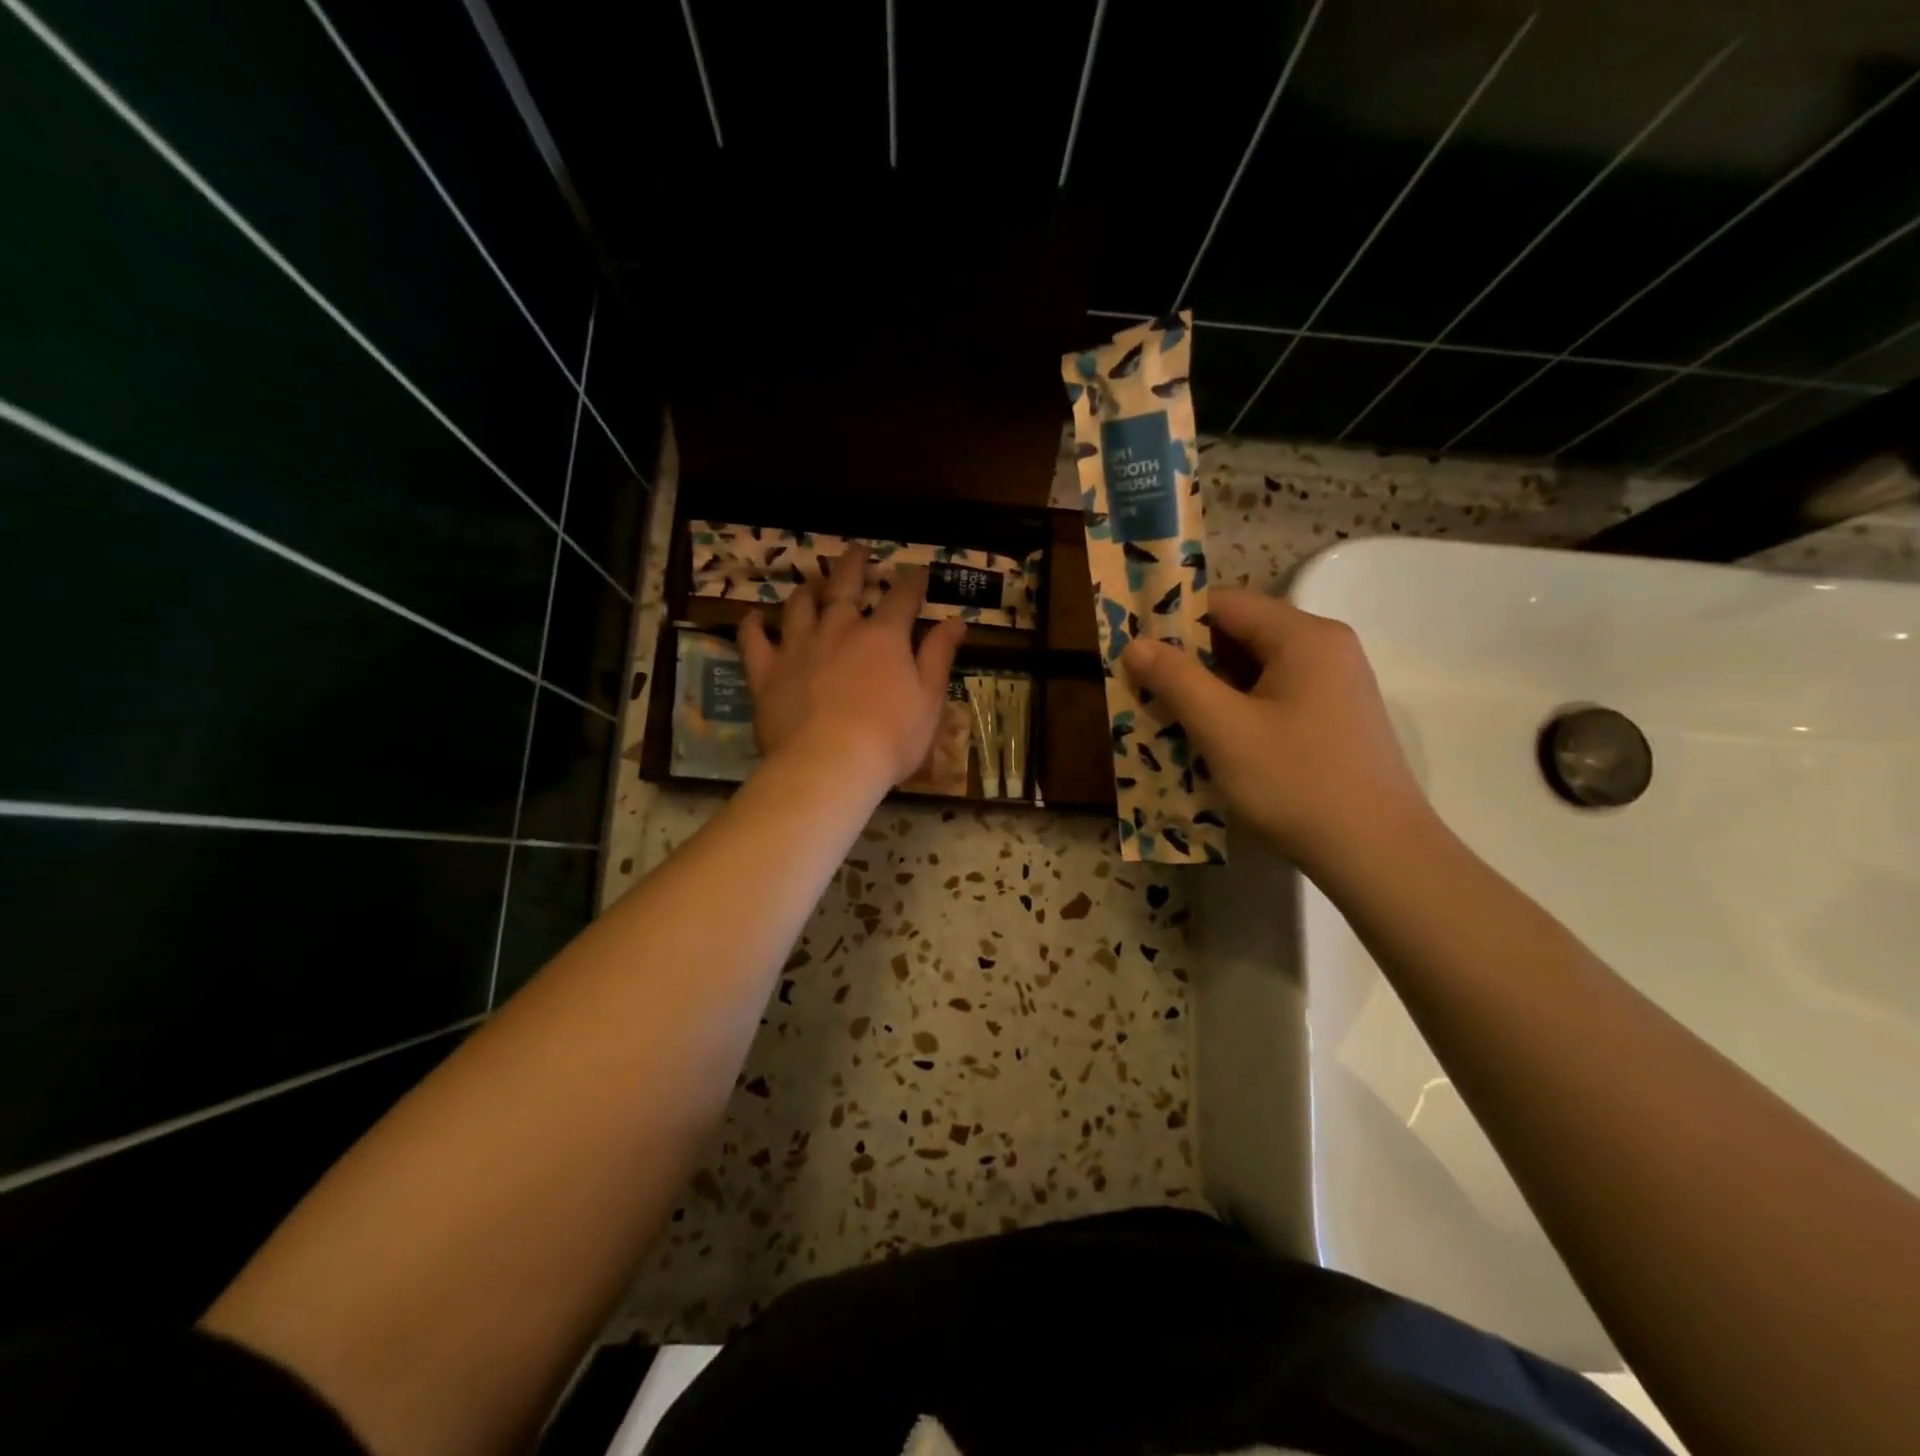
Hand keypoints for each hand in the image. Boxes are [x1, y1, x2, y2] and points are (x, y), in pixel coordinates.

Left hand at [739, 545, 966, 797]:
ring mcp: (798, 647)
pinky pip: (753, 641)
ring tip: (813, 581)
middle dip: (854, 565)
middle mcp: (839, 629)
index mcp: (883, 636)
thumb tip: (956, 620)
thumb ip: (938, 656)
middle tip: (858, 550)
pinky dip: (753, 625)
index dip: (912, 582)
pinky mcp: (766, 672)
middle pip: (845, 586)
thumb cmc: (890, 738)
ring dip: (808, 589)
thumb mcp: (929, 699)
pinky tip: (754, 617)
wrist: (829, 765)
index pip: (902, 598)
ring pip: (799, 605)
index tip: (918, 572)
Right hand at [1121, 587, 1432, 872]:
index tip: (1135, 649)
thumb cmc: (1295, 783)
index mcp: (1303, 636)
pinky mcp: (1335, 718)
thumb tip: (1136, 644)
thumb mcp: (1224, 729)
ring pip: (1256, 669)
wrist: (1378, 854)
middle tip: (1143, 686)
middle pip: (1242, 634)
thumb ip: (1177, 680)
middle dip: (1189, 659)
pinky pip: (1274, 696)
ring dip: (1210, 688)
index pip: (1226, 603)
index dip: (1174, 620)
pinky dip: (1237, 708)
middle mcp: (1325, 648)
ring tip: (1168, 715)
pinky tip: (1211, 739)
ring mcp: (1335, 684)